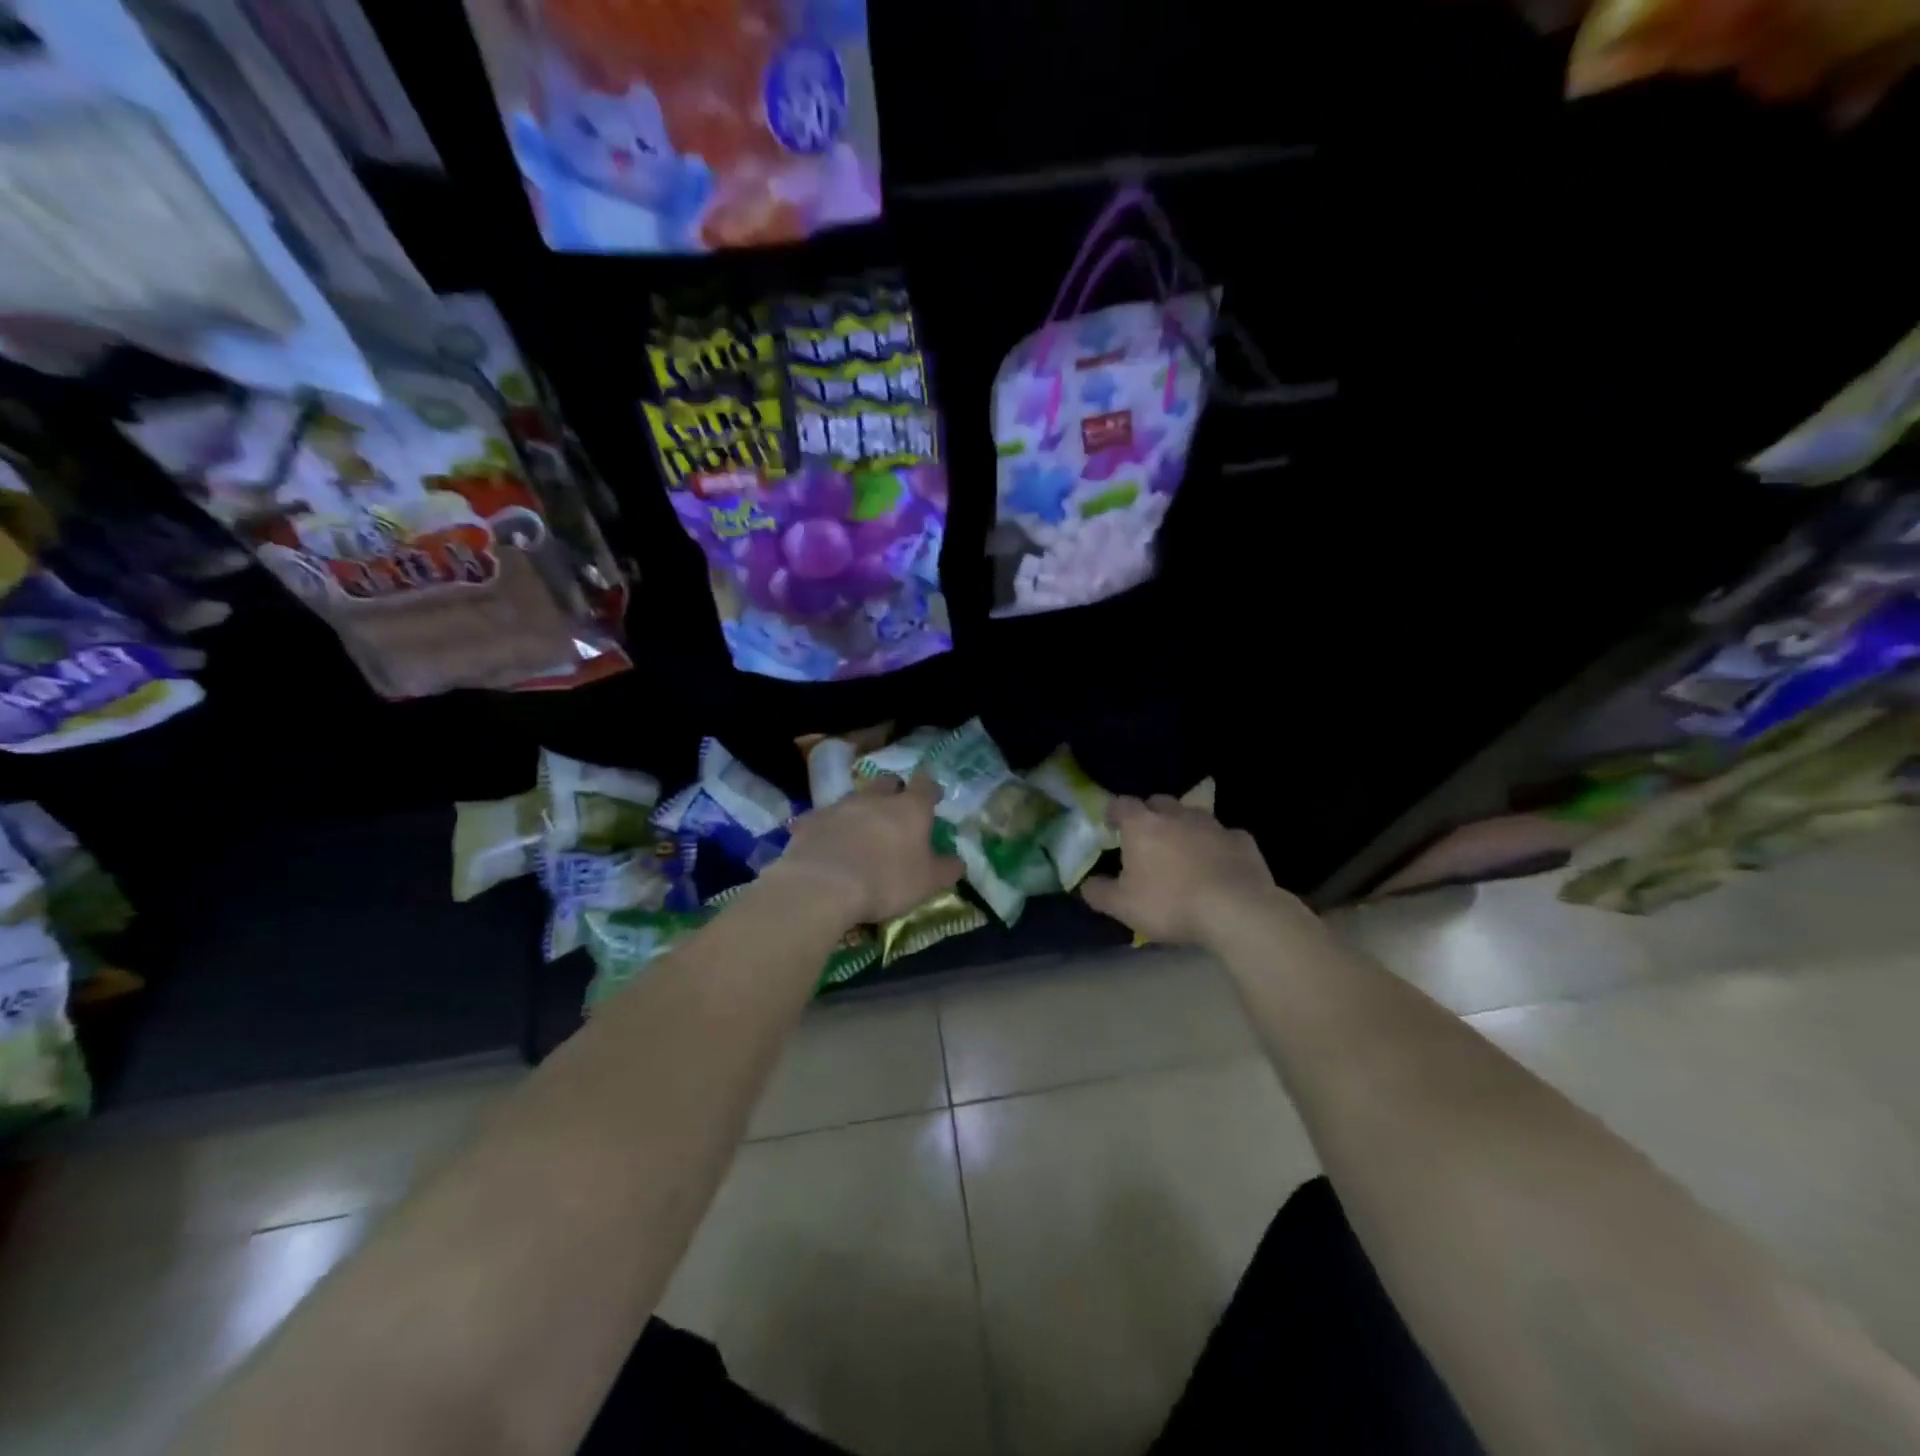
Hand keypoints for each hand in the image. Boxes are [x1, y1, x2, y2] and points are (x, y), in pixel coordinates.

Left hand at [766, 775, 962, 924]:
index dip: (930, 790)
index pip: (925, 785)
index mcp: (910, 808)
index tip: (934, 798)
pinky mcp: (810, 821)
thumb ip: (946, 869)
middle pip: (887, 783)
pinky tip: (827, 844)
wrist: (823, 886)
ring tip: (861, 830)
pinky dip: (829, 827)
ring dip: (861, 809)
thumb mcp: (928, 883)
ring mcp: (839, 806)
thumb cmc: (886, 881)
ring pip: (855, 798)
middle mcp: (875, 798)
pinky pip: (824, 818)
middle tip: (896, 810)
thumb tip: (958, 861)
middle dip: (894, 791)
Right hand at [1079, 795, 1282, 945]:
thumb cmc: (1170, 903)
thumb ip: (1099, 892)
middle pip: (1158, 803)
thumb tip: (1086, 884)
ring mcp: (1212, 824)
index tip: (1111, 825)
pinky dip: (1216, 846)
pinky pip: (1223, 836)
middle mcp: (1176, 815)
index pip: (1121, 804)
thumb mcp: (1123, 907)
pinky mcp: (1242, 839)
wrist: (1236, 910)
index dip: (1114, 812)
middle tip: (1147, 839)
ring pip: (1192, 816)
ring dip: (1184, 828)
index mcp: (1142, 825)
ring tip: (1183, 853)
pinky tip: (1217, 866)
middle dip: (1150, 815)